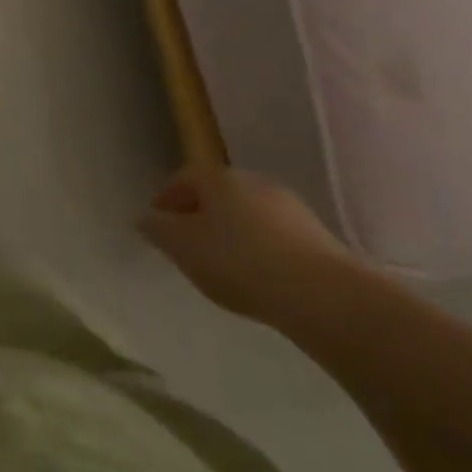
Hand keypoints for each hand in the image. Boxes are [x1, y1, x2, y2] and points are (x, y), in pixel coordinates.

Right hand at [137, 168, 359, 327]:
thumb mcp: (181, 247)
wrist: (324, 295)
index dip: (166, 200)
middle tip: (188, 246)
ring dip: (232, 233)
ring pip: (247, 215)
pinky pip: (275, 237)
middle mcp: (253, 181)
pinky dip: (260, 250)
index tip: (158, 226)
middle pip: (217, 195)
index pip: (182, 179)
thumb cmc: (239, 261)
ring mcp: (290, 207)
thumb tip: (146, 219)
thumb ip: (157, 230)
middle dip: (200, 216)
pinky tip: (259, 277)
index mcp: (217, 177)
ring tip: (224, 267)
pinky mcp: (318, 236)